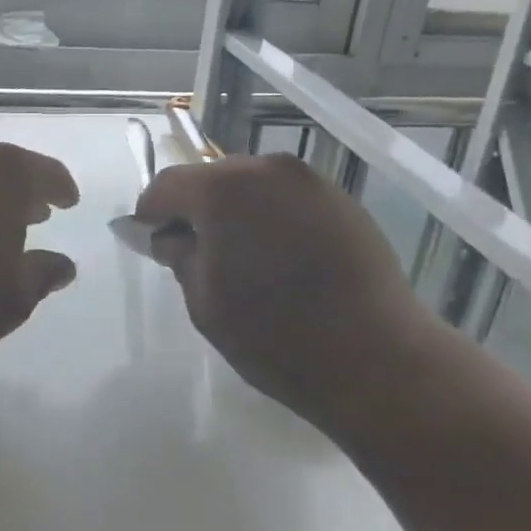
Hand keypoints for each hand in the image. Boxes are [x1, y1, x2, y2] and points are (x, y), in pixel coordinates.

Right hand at [134, 153, 428, 429]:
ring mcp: (311, 182)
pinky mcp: (343, 201)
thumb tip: (169, 236)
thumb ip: (179, 255)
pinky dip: (273, 219)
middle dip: (196, 210)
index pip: (167, 184)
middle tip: (198, 255)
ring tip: (246, 260)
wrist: (379, 361)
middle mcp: (267, 169)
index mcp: (224, 188)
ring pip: (252, 186)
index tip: (152, 243)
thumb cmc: (275, 336)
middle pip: (212, 179)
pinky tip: (284, 261)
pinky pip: (288, 199)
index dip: (151, 213)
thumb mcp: (204, 302)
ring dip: (237, 213)